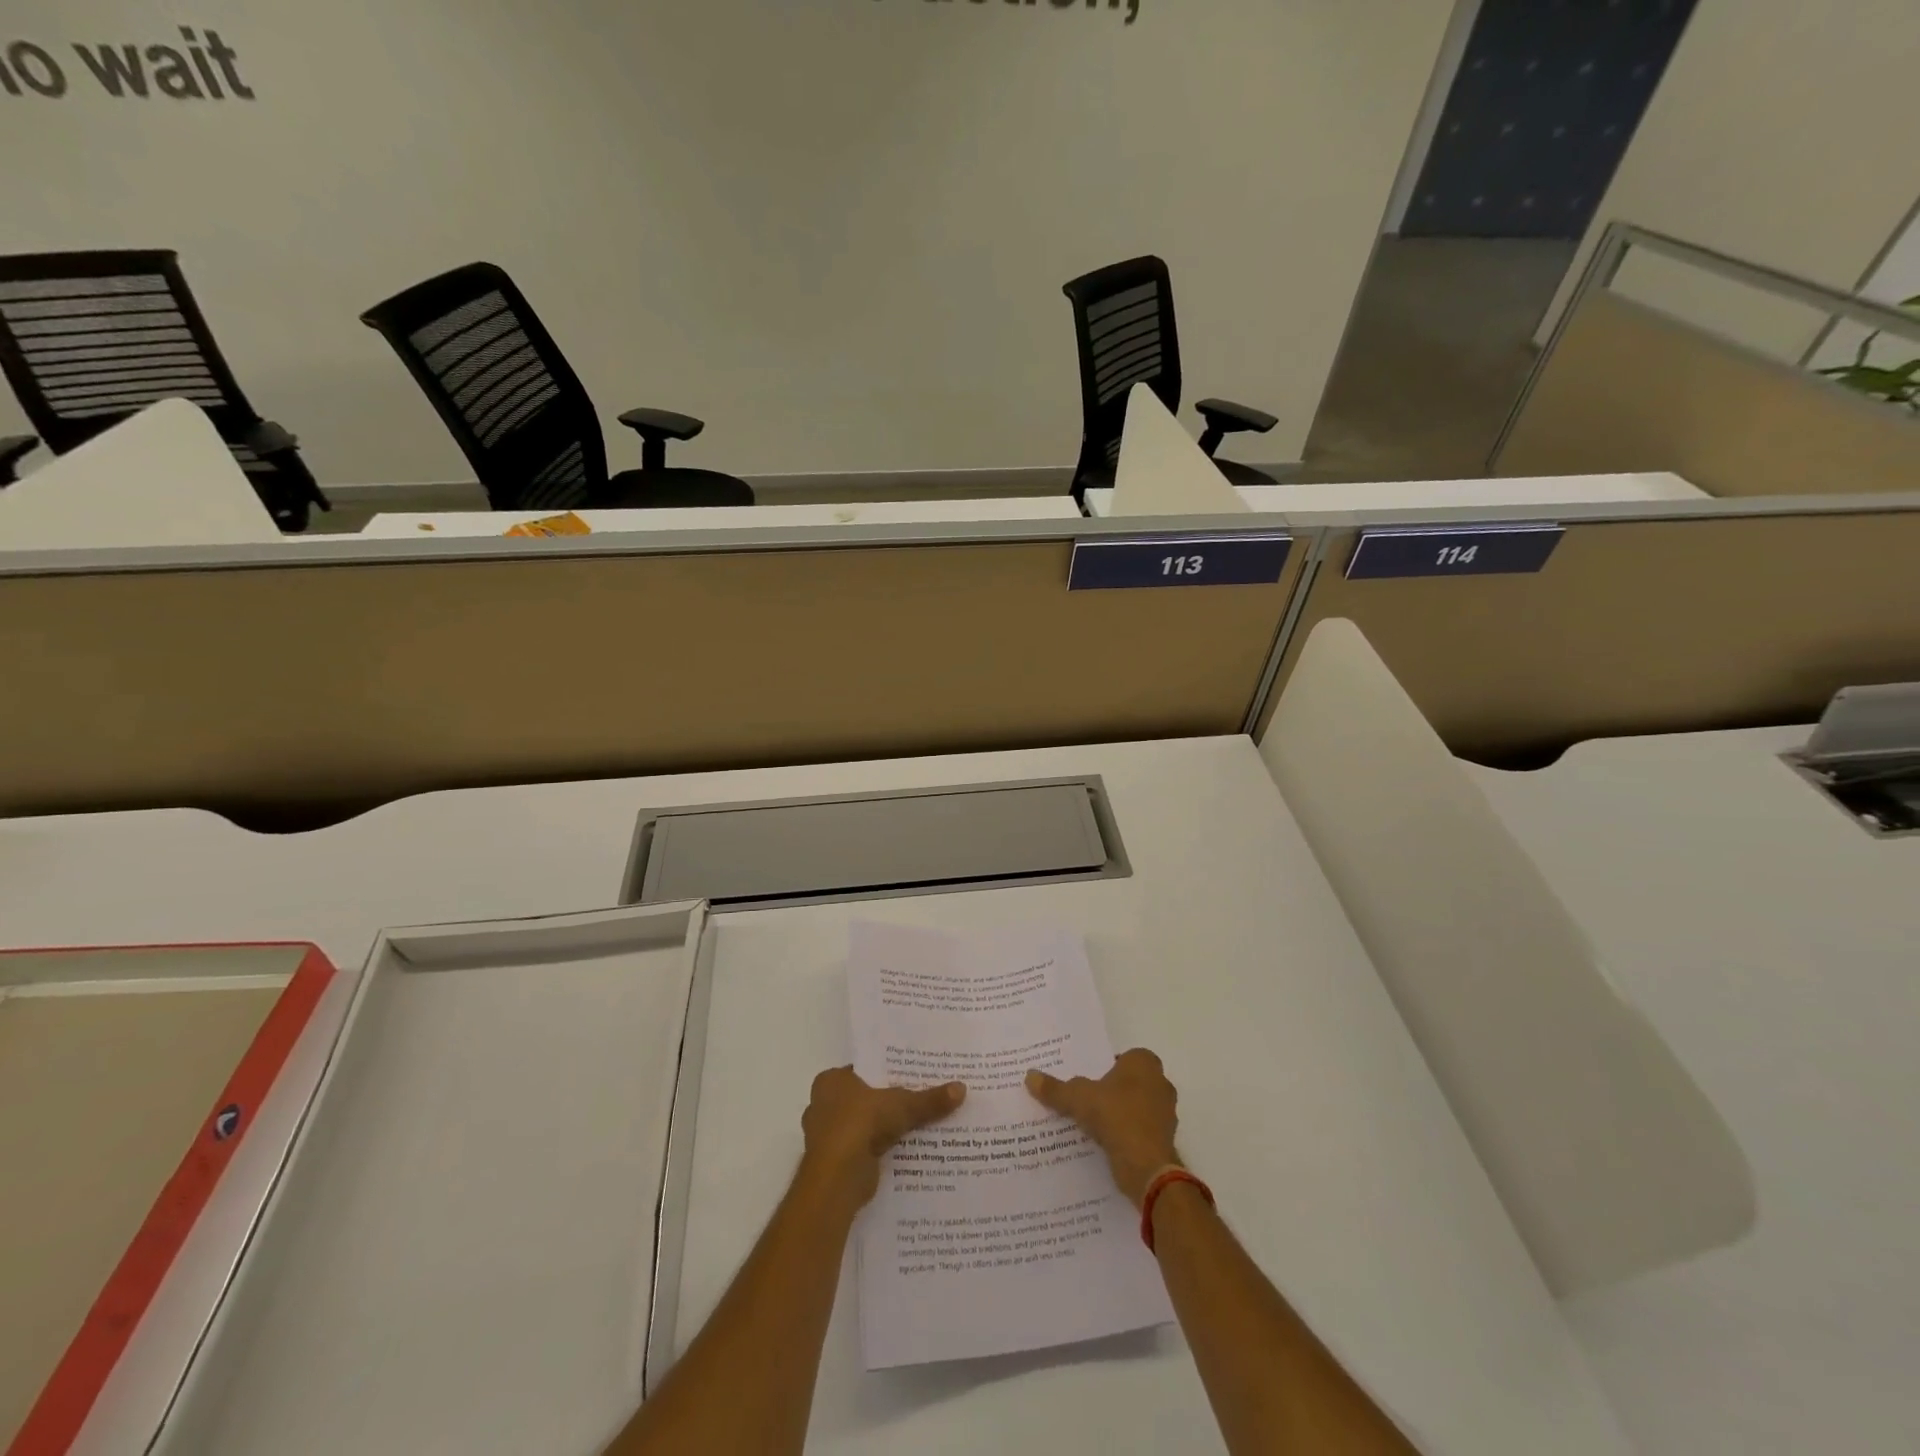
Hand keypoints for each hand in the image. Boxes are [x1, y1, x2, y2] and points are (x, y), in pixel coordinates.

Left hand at [799, 1067, 965, 1212]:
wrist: (837, 1177)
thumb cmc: (860, 1123)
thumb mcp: (902, 1105)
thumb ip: (929, 1099)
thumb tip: (962, 1088)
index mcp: (831, 1081)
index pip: (863, 1071)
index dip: (887, 1073)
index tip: (911, 1075)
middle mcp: (823, 1106)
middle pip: (864, 1099)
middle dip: (887, 1103)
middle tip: (919, 1100)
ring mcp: (827, 1137)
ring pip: (864, 1127)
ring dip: (884, 1130)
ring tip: (917, 1127)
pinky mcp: (836, 1164)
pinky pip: (864, 1151)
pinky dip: (880, 1152)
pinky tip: (905, 1152)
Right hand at [1026, 1049, 1179, 1207]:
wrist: (1146, 1166)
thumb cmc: (1116, 1116)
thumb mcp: (1077, 1098)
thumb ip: (1055, 1088)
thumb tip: (1030, 1076)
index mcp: (1144, 1063)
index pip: (1122, 1057)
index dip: (1104, 1067)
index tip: (1086, 1079)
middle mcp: (1160, 1083)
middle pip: (1129, 1082)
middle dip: (1110, 1090)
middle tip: (1085, 1099)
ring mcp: (1166, 1113)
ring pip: (1136, 1107)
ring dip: (1118, 1114)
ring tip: (1091, 1124)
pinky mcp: (1165, 1139)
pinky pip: (1140, 1130)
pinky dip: (1126, 1135)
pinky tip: (1105, 1143)